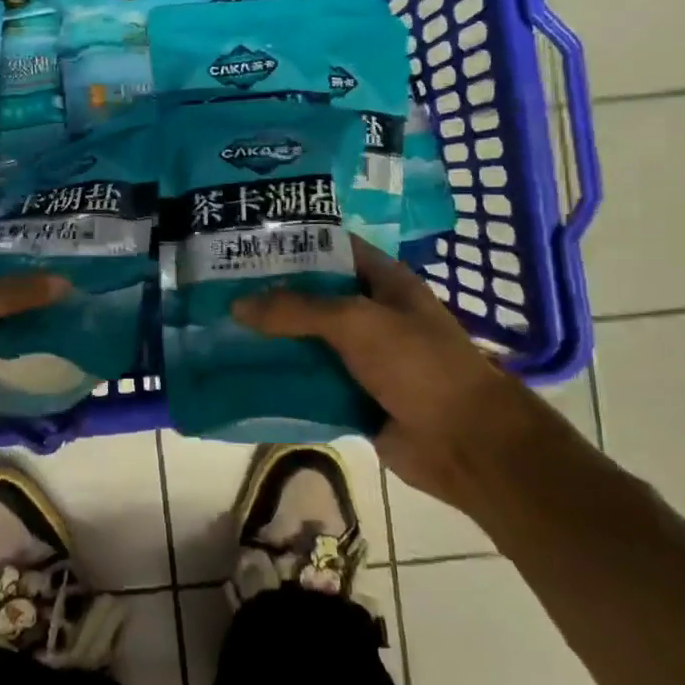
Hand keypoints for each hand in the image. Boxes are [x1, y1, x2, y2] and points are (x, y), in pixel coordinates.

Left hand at [0, 256, 68, 493]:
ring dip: (30, 338)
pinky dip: (26, 380)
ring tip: (82, 321)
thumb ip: (7, 294)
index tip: (47, 248)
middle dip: (24, 297)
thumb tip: (62, 281)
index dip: (1, 253)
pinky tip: (66, 368)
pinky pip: (0, 385)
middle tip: (76, 285)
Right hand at [231, 237, 543, 509]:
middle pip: (313, 296)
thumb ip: (295, 309)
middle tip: (219, 288)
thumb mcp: (355, 322)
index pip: (332, 248)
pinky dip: (282, 380)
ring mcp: (362, 357)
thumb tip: (237, 305)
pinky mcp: (352, 395)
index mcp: (383, 282)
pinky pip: (309, 381)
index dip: (293, 242)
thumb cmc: (418, 364)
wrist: (465, 442)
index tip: (246, 241)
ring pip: (306, 341)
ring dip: (271, 339)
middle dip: (271, 294)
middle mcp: (371, 314)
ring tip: (219, 329)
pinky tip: (243, 375)